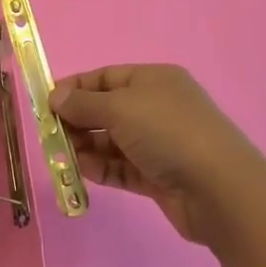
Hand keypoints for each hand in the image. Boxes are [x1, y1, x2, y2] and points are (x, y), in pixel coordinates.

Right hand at [49, 65, 265, 244]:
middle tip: (49, 135)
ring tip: (61, 156)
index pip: (106, 77)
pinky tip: (82, 171)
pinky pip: (122, 167)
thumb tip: (55, 97)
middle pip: (107, 109)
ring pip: (113, 141)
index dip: (75, 88)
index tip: (46, 103)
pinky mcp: (159, 176)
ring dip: (86, 146)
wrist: (220, 189)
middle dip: (77, 120)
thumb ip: (84, 104)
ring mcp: (160, 143)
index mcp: (154, 80)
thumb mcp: (120, 108)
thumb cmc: (168, 132)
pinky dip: (102, 168)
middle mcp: (157, 107)